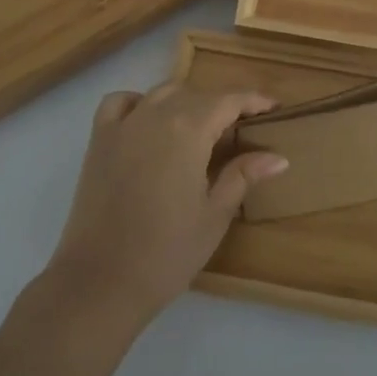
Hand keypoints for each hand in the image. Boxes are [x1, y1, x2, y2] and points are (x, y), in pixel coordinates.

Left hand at [46, 82, 286, 326]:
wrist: (101, 282)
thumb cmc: (167, 252)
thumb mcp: (215, 214)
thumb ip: (244, 176)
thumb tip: (278, 157)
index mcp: (188, 130)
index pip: (228, 100)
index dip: (254, 100)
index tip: (274, 108)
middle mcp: (155, 115)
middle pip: (196, 94)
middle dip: (223, 104)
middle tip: (242, 128)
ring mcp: (123, 125)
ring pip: (162, 93)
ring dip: (186, 101)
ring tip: (201, 126)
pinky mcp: (98, 140)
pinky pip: (120, 103)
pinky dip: (139, 102)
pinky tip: (149, 121)